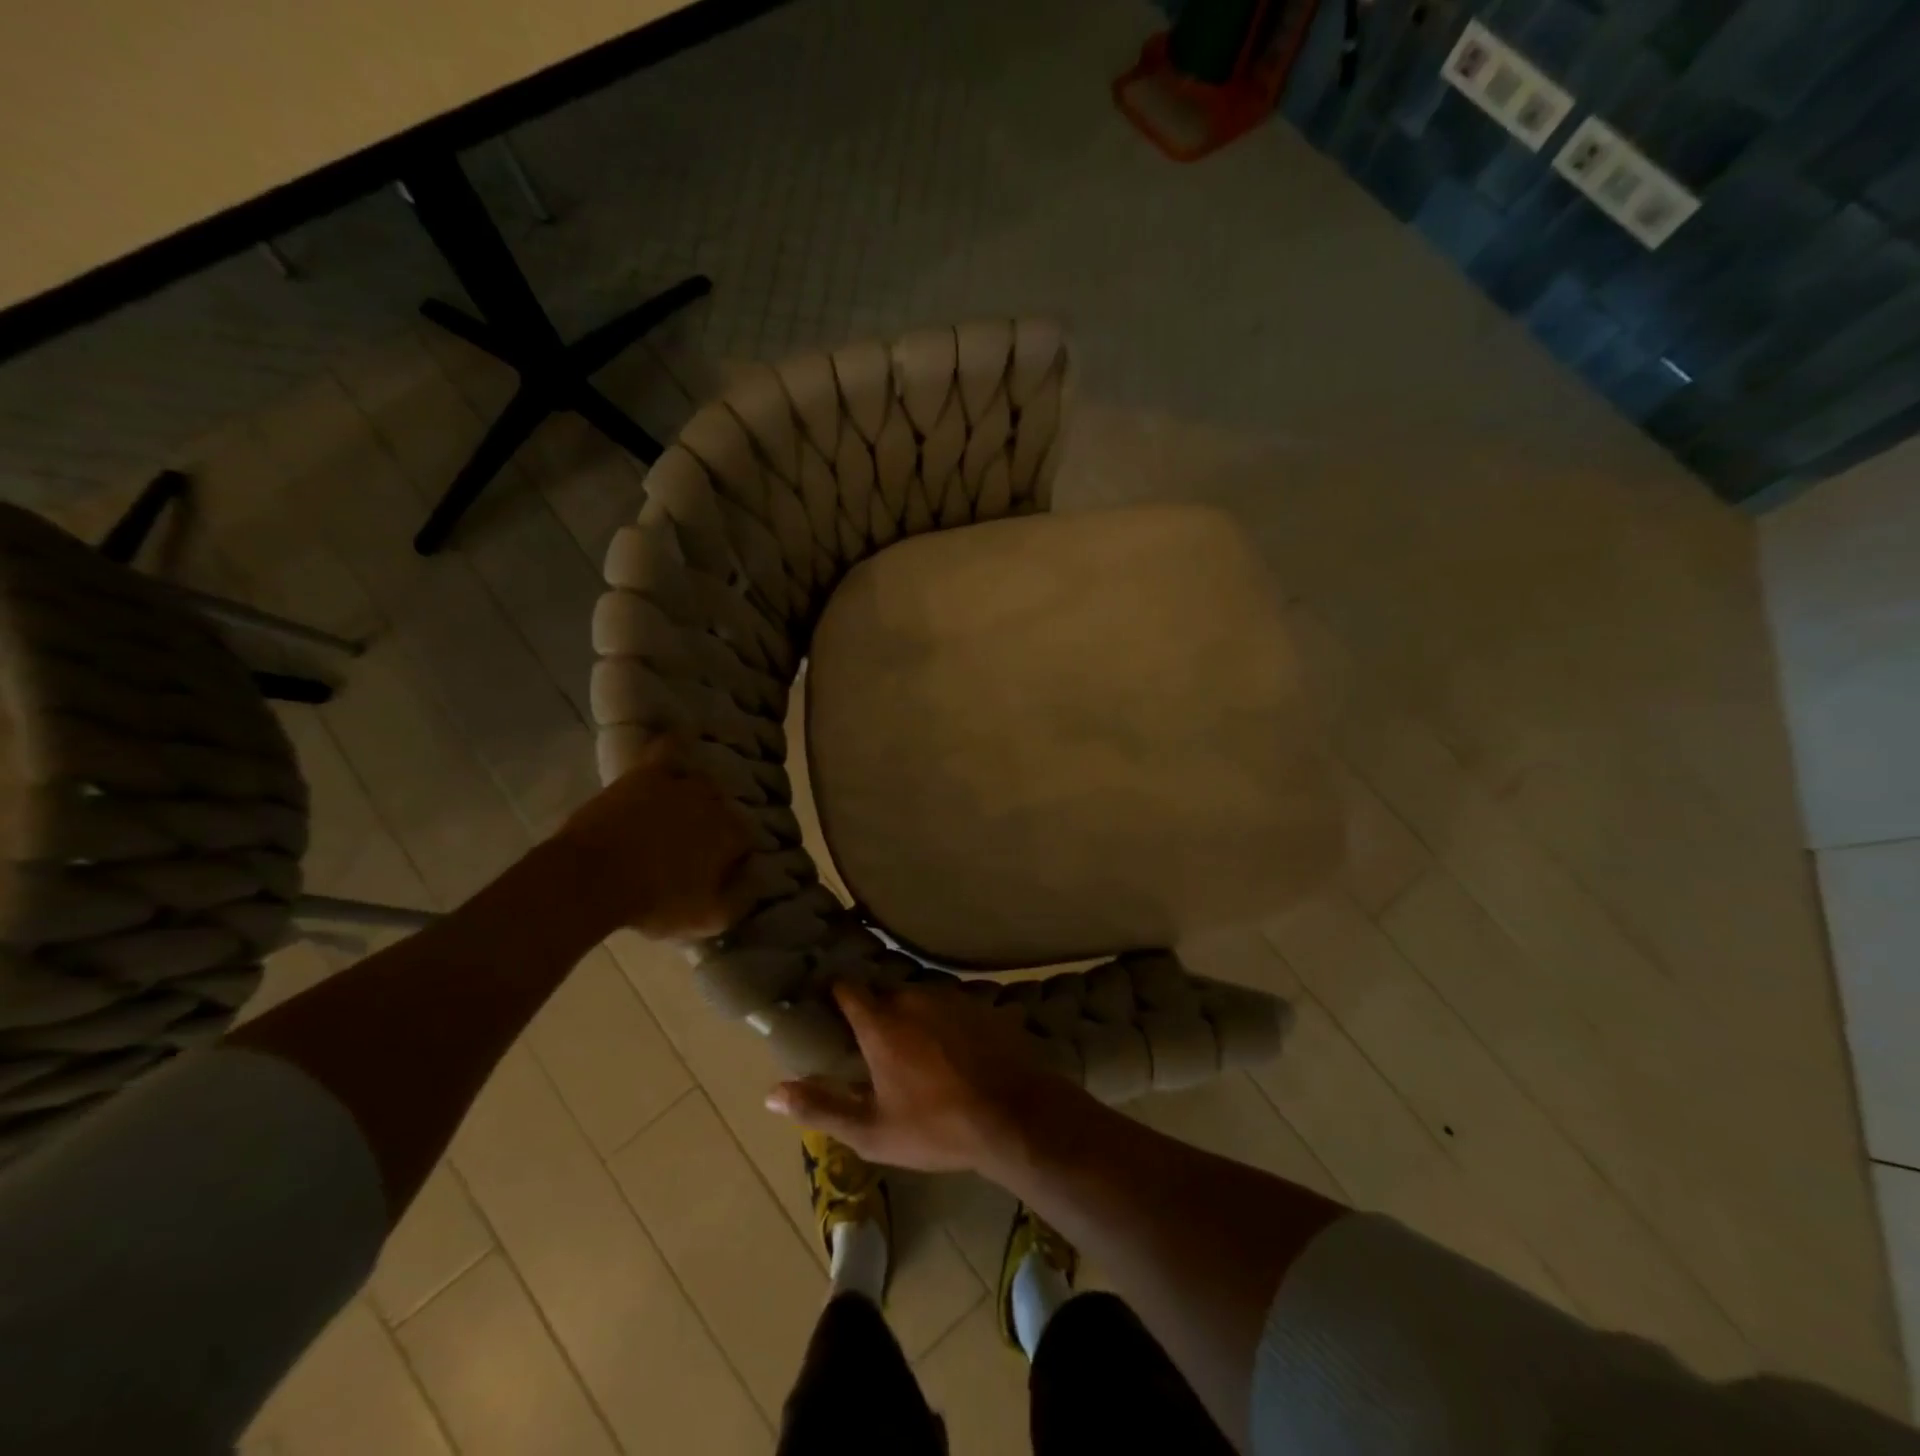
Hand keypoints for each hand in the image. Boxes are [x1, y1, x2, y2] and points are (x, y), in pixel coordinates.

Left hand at [554, 737, 752, 939]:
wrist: (591, 880)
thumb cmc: (654, 903)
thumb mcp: (708, 918)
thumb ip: (743, 898)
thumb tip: (760, 877)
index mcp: (734, 834)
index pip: (747, 839)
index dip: (733, 856)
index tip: (717, 872)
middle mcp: (717, 801)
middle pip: (725, 810)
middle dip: (714, 826)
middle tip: (693, 849)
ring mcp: (682, 783)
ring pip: (702, 783)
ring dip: (697, 797)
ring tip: (680, 814)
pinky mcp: (647, 773)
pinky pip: (669, 748)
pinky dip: (676, 745)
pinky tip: (679, 742)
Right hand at [765, 981, 1087, 1175]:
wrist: (1014, 1115)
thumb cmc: (936, 1127)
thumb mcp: (872, 1130)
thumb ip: (821, 1107)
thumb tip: (771, 1093)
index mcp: (881, 1022)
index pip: (847, 989)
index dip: (836, 995)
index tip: (829, 1005)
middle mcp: (913, 997)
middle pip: (885, 995)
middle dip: (878, 1014)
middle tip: (878, 1045)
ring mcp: (952, 996)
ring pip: (921, 997)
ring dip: (914, 1016)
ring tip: (919, 1050)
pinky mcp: (982, 1002)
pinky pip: (953, 1004)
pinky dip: (947, 1021)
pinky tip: (956, 1049)